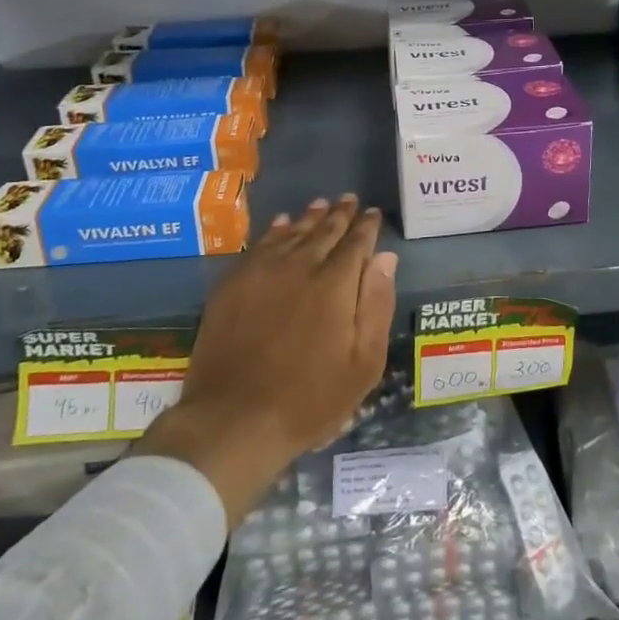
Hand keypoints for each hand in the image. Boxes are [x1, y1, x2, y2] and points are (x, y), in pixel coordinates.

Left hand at [134, 196, 397, 523]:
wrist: (234, 419)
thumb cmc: (309, 399)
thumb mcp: (362, 363)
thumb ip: (377, 304)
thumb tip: (385, 257)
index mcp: (335, 284)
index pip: (356, 242)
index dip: (367, 226)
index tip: (373, 213)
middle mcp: (300, 266)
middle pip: (324, 230)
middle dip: (340, 214)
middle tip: (350, 199)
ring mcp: (262, 272)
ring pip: (292, 232)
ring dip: (309, 217)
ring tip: (321, 204)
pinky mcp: (233, 283)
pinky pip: (260, 245)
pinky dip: (275, 230)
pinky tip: (281, 224)